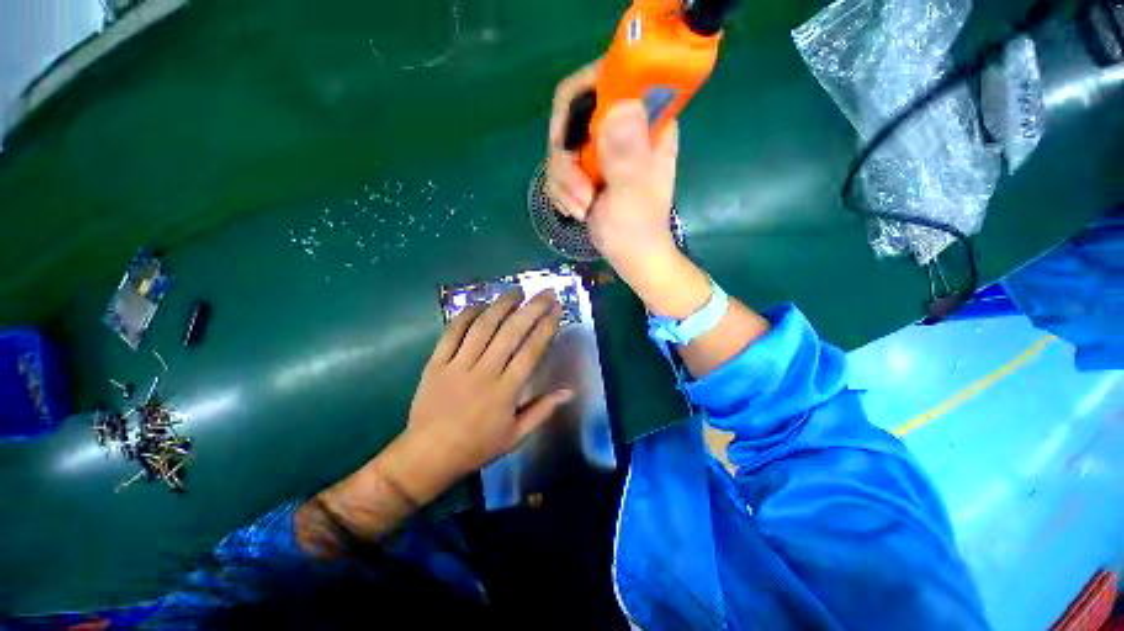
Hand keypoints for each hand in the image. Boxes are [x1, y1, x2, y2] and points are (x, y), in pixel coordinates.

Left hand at [390, 289, 571, 502]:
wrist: (427, 456)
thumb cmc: (476, 447)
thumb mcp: (515, 436)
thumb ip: (543, 410)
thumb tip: (570, 391)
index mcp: (505, 392)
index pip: (531, 351)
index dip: (546, 327)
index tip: (557, 310)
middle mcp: (483, 372)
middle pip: (510, 333)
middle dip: (531, 308)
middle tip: (545, 292)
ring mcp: (457, 365)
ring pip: (482, 327)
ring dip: (501, 305)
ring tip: (516, 290)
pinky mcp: (436, 363)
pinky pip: (452, 333)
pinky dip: (466, 315)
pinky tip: (480, 304)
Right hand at [546, 62, 680, 268]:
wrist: (629, 256)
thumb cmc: (638, 230)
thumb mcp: (633, 194)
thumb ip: (627, 155)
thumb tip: (619, 106)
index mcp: (646, 121)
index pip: (608, 78)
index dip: (580, 100)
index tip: (570, 142)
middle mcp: (622, 127)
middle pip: (572, 114)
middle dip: (566, 160)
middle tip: (580, 191)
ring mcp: (601, 148)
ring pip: (560, 146)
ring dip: (563, 183)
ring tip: (582, 209)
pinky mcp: (585, 167)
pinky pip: (556, 168)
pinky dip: (561, 192)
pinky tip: (576, 210)